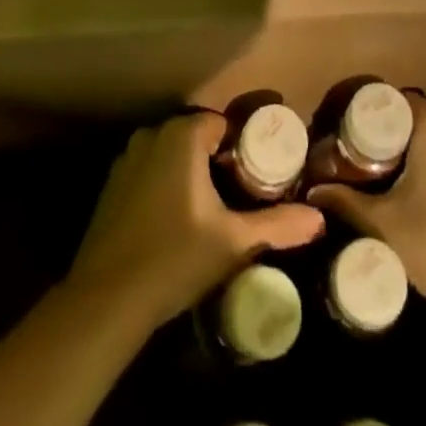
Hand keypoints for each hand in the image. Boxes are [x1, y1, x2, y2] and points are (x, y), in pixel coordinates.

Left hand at [66, 111, 323, 329]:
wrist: (106, 300)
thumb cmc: (174, 258)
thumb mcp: (233, 242)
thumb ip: (277, 224)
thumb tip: (319, 219)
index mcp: (182, 134)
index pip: (222, 125)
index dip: (241, 148)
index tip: (254, 179)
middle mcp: (153, 134)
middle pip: (197, 137)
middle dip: (216, 161)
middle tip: (236, 197)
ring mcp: (128, 158)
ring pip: (172, 155)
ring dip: (189, 173)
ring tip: (209, 210)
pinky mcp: (112, 184)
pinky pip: (150, 171)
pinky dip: (164, 185)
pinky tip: (174, 221)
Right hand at [308, 96, 425, 312]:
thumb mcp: (385, 223)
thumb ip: (347, 201)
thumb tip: (313, 192)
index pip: (399, 101)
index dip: (377, 114)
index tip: (356, 135)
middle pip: (422, 118)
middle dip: (398, 135)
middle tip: (371, 158)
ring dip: (422, 150)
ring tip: (396, 176)